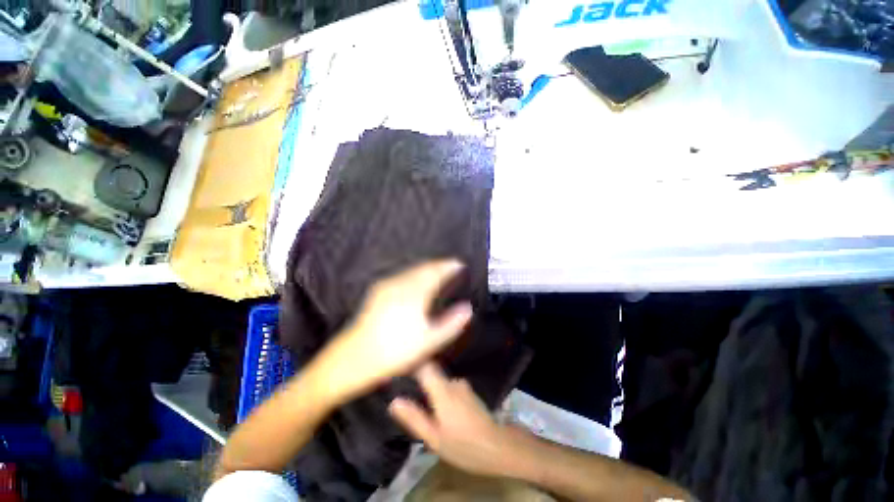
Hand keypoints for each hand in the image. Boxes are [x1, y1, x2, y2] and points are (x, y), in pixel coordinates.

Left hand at [321, 260, 472, 400]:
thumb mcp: (429, 341)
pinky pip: (402, 275)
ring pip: (412, 270)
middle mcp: (400, 283)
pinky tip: (416, 280)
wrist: (353, 358)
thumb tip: (467, 308)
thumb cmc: (395, 351)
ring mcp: (386, 285)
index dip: (449, 266)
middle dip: (438, 265)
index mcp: (415, 293)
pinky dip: (414, 273)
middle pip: (424, 267)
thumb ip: (451, 323)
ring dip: (426, 268)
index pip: (436, 272)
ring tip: (437, 271)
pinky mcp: (378, 290)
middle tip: (450, 266)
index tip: (459, 263)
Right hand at [389, 362, 513, 478]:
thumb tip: (394, 401)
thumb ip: (414, 418)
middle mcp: (453, 381)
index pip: (425, 366)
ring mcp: (463, 385)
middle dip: (419, 380)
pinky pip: (449, 387)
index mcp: (442, 390)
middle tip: (406, 392)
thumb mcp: (434, 438)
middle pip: (432, 373)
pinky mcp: (469, 392)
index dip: (412, 363)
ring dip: (431, 389)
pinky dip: (441, 393)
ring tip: (421, 403)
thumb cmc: (464, 445)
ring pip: (440, 381)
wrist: (498, 447)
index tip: (399, 366)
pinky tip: (439, 409)